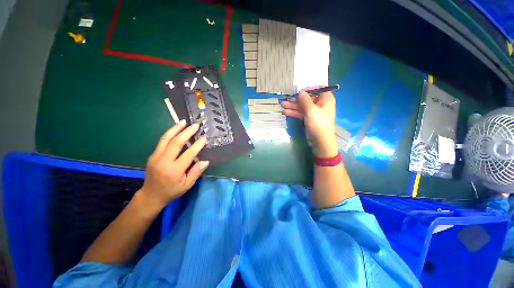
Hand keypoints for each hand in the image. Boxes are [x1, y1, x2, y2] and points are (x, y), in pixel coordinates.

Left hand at [138, 120, 208, 209]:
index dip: (197, 145)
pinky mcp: (152, 155)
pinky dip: (169, 133)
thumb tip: (205, 161)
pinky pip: (162, 141)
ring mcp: (156, 156)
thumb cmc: (172, 191)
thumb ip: (196, 172)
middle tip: (195, 125)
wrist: (151, 194)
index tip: (204, 138)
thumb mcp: (187, 185)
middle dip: (187, 132)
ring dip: (176, 129)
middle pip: (176, 142)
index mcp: (174, 170)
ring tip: (183, 121)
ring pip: (166, 139)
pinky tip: (175, 128)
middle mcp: (164, 161)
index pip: (188, 154)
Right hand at [281, 87, 337, 156]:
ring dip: (293, 106)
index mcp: (326, 99)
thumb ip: (305, 100)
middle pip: (308, 98)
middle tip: (286, 98)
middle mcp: (320, 104)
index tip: (299, 91)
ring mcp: (314, 112)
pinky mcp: (309, 118)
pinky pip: (301, 113)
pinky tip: (286, 112)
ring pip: (303, 106)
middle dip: (296, 99)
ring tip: (283, 105)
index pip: (318, 89)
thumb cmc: (318, 124)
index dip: (309, 88)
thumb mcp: (311, 111)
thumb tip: (300, 92)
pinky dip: (295, 112)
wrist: (320, 141)